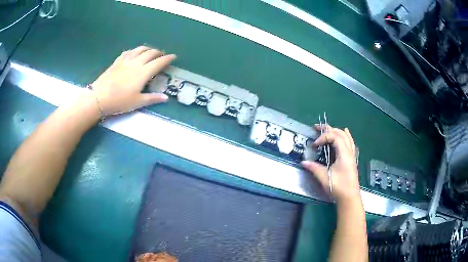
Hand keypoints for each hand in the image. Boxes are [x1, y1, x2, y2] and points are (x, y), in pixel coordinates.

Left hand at [91, 46, 175, 115]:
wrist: (99, 97)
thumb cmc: (120, 101)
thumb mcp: (137, 102)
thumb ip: (152, 98)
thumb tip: (166, 98)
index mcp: (143, 72)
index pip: (159, 62)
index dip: (167, 59)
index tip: (173, 57)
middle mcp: (136, 63)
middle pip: (150, 53)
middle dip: (158, 52)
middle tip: (162, 55)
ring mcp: (126, 60)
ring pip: (139, 49)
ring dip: (147, 49)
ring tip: (150, 51)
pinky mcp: (117, 61)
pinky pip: (128, 52)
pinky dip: (134, 51)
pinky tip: (134, 53)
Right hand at [301, 125, 359, 202]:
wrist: (350, 197)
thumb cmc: (338, 187)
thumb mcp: (325, 178)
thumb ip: (314, 168)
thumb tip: (303, 162)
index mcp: (344, 154)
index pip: (334, 137)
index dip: (323, 138)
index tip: (315, 145)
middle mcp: (349, 151)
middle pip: (340, 133)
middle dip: (328, 129)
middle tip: (316, 128)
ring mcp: (352, 154)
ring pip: (346, 136)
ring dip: (336, 130)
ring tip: (327, 128)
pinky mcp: (352, 158)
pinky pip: (350, 142)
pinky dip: (346, 135)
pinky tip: (345, 131)